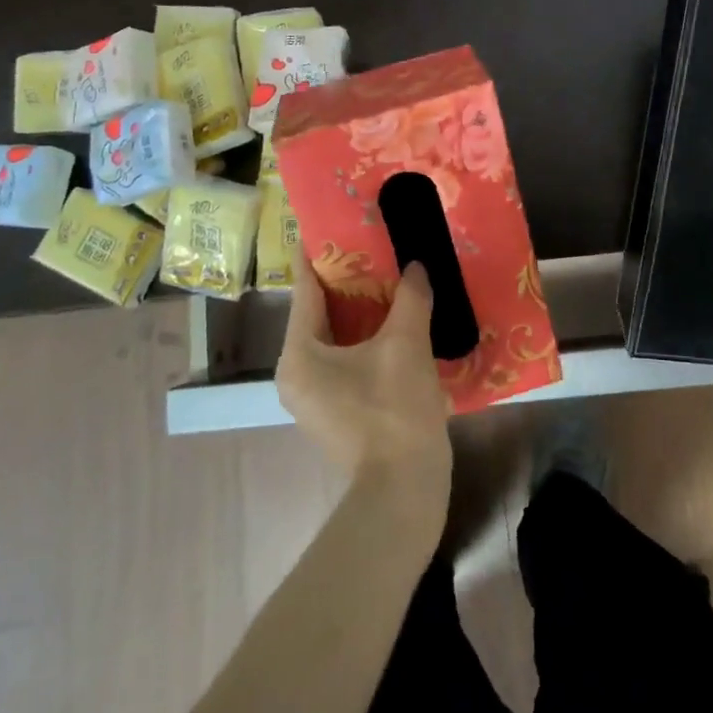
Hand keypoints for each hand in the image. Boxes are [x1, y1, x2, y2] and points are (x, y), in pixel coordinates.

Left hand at [276, 253, 453, 526]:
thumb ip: (410, 298)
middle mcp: (296, 374)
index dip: (317, 255)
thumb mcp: (406, 345)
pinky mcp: (336, 411)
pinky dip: (365, 337)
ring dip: (359, 310)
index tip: (326, 223)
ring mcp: (314, 397)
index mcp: (299, 355)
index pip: (305, 290)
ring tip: (386, 276)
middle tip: (370, 246)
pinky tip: (394, 321)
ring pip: (334, 338)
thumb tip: (416, 267)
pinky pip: (345, 359)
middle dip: (345, 280)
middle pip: (318, 313)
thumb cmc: (394, 410)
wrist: (403, 489)